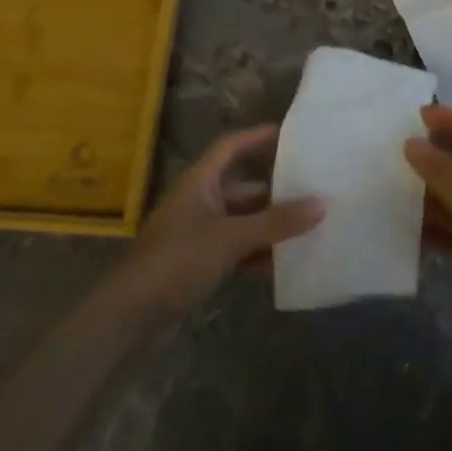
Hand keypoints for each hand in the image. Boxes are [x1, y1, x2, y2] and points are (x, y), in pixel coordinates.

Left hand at [124, 125, 323, 315]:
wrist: (130, 316)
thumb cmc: (177, 262)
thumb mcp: (230, 238)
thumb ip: (276, 222)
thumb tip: (321, 204)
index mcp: (199, 183)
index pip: (230, 147)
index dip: (257, 137)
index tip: (289, 134)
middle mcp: (199, 202)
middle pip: (243, 188)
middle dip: (276, 191)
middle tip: (313, 190)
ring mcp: (198, 234)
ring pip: (243, 221)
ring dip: (270, 225)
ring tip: (309, 226)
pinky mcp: (199, 262)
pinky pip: (236, 248)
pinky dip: (258, 252)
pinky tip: (284, 262)